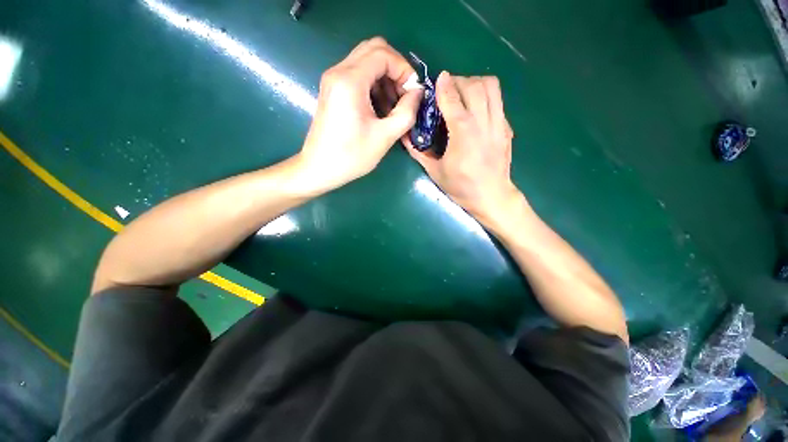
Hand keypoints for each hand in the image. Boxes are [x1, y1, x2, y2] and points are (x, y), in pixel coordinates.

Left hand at [295, 38, 422, 193]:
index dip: (404, 69)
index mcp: (350, 81)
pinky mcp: (332, 90)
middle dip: (395, 69)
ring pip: (366, 61)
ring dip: (385, 78)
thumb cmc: (351, 156)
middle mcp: (338, 72)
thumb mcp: (385, 136)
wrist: (319, 169)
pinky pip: (357, 75)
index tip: (413, 93)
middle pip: (374, 50)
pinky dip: (374, 85)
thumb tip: (418, 92)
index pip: (383, 54)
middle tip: (404, 96)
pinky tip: (379, 108)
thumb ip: (407, 111)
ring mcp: (333, 80)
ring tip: (393, 106)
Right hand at [407, 72, 519, 224]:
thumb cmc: (461, 187)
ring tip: (464, 94)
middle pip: (474, 85)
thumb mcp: (435, 172)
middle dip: (459, 81)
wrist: (492, 196)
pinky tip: (476, 110)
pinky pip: (498, 101)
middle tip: (448, 90)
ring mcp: (499, 124)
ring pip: (491, 87)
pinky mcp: (507, 128)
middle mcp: (483, 123)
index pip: (452, 99)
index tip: (438, 79)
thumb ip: (419, 152)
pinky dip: (486, 96)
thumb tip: (405, 137)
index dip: (444, 85)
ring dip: (475, 83)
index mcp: (462, 134)